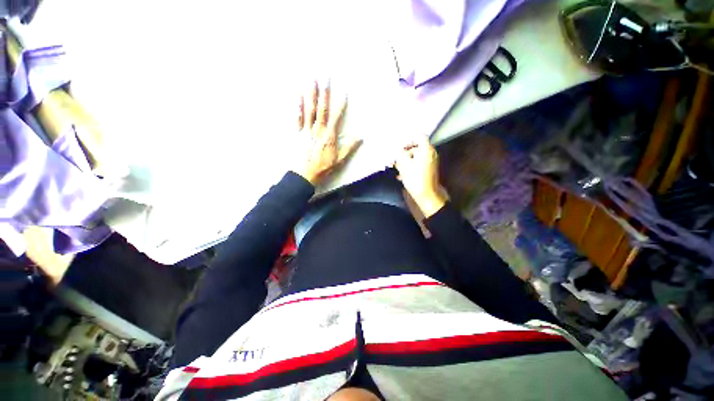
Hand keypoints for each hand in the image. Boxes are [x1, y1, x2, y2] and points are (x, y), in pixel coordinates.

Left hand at [296, 82, 361, 184]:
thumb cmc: (323, 168)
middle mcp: (317, 130)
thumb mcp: (339, 161)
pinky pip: (297, 118)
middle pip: (321, 109)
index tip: (344, 92)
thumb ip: (349, 148)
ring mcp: (306, 130)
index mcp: (329, 136)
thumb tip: (360, 137)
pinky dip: (297, 107)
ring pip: (309, 109)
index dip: (341, 104)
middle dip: (324, 92)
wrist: (304, 175)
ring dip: (310, 94)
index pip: (336, 117)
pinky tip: (298, 97)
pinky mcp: (297, 134)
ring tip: (311, 80)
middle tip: (324, 77)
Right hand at [394, 135, 447, 217]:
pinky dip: (410, 167)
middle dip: (404, 153)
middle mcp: (430, 153)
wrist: (426, 195)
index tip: (399, 145)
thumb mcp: (404, 164)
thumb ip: (399, 153)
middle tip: (395, 158)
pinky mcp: (428, 170)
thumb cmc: (415, 178)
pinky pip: (417, 164)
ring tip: (396, 168)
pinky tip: (401, 175)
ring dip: (405, 161)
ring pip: (415, 157)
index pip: (419, 136)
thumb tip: (396, 148)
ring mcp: (430, 162)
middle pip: (416, 148)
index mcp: (426, 149)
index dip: (408, 139)